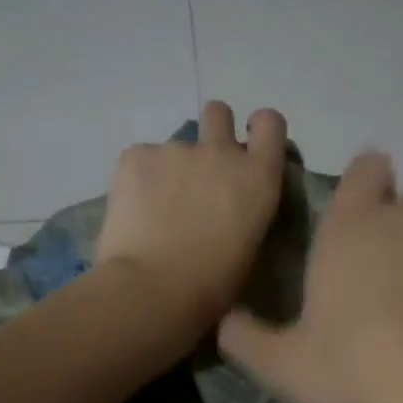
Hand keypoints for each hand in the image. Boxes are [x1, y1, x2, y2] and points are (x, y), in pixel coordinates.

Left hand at [96, 101, 288, 339]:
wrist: (153, 290)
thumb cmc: (212, 286)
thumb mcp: (249, 246)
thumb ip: (245, 210)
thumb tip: (230, 206)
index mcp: (258, 177)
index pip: (270, 122)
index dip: (258, 130)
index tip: (247, 149)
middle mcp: (221, 152)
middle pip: (218, 113)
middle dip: (211, 133)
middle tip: (198, 173)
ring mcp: (176, 149)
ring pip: (173, 146)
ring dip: (170, 169)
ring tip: (156, 210)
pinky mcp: (135, 156)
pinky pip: (139, 159)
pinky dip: (137, 180)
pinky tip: (133, 213)